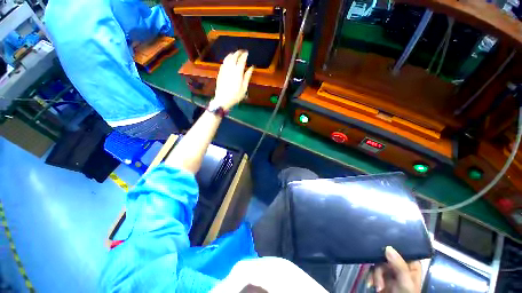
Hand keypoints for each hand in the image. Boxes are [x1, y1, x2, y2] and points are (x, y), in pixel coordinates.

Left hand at [213, 50, 253, 110]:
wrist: (222, 99)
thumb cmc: (235, 96)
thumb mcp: (244, 88)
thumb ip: (247, 76)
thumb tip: (251, 67)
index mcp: (237, 72)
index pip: (241, 60)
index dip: (244, 55)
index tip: (247, 52)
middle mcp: (230, 68)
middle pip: (234, 56)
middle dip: (238, 52)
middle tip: (242, 51)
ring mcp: (224, 70)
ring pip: (227, 58)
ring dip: (232, 54)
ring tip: (235, 54)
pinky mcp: (220, 72)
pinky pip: (223, 62)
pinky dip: (227, 59)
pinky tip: (228, 60)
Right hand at [369, 246, 421, 292]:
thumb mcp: (405, 282)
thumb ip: (399, 265)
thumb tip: (388, 247)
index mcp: (411, 265)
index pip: (402, 250)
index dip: (392, 249)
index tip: (383, 250)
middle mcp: (400, 265)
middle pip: (386, 256)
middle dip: (380, 268)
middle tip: (380, 278)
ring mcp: (390, 271)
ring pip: (378, 263)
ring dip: (375, 275)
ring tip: (378, 286)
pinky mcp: (381, 275)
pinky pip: (372, 269)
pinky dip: (370, 276)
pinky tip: (370, 283)